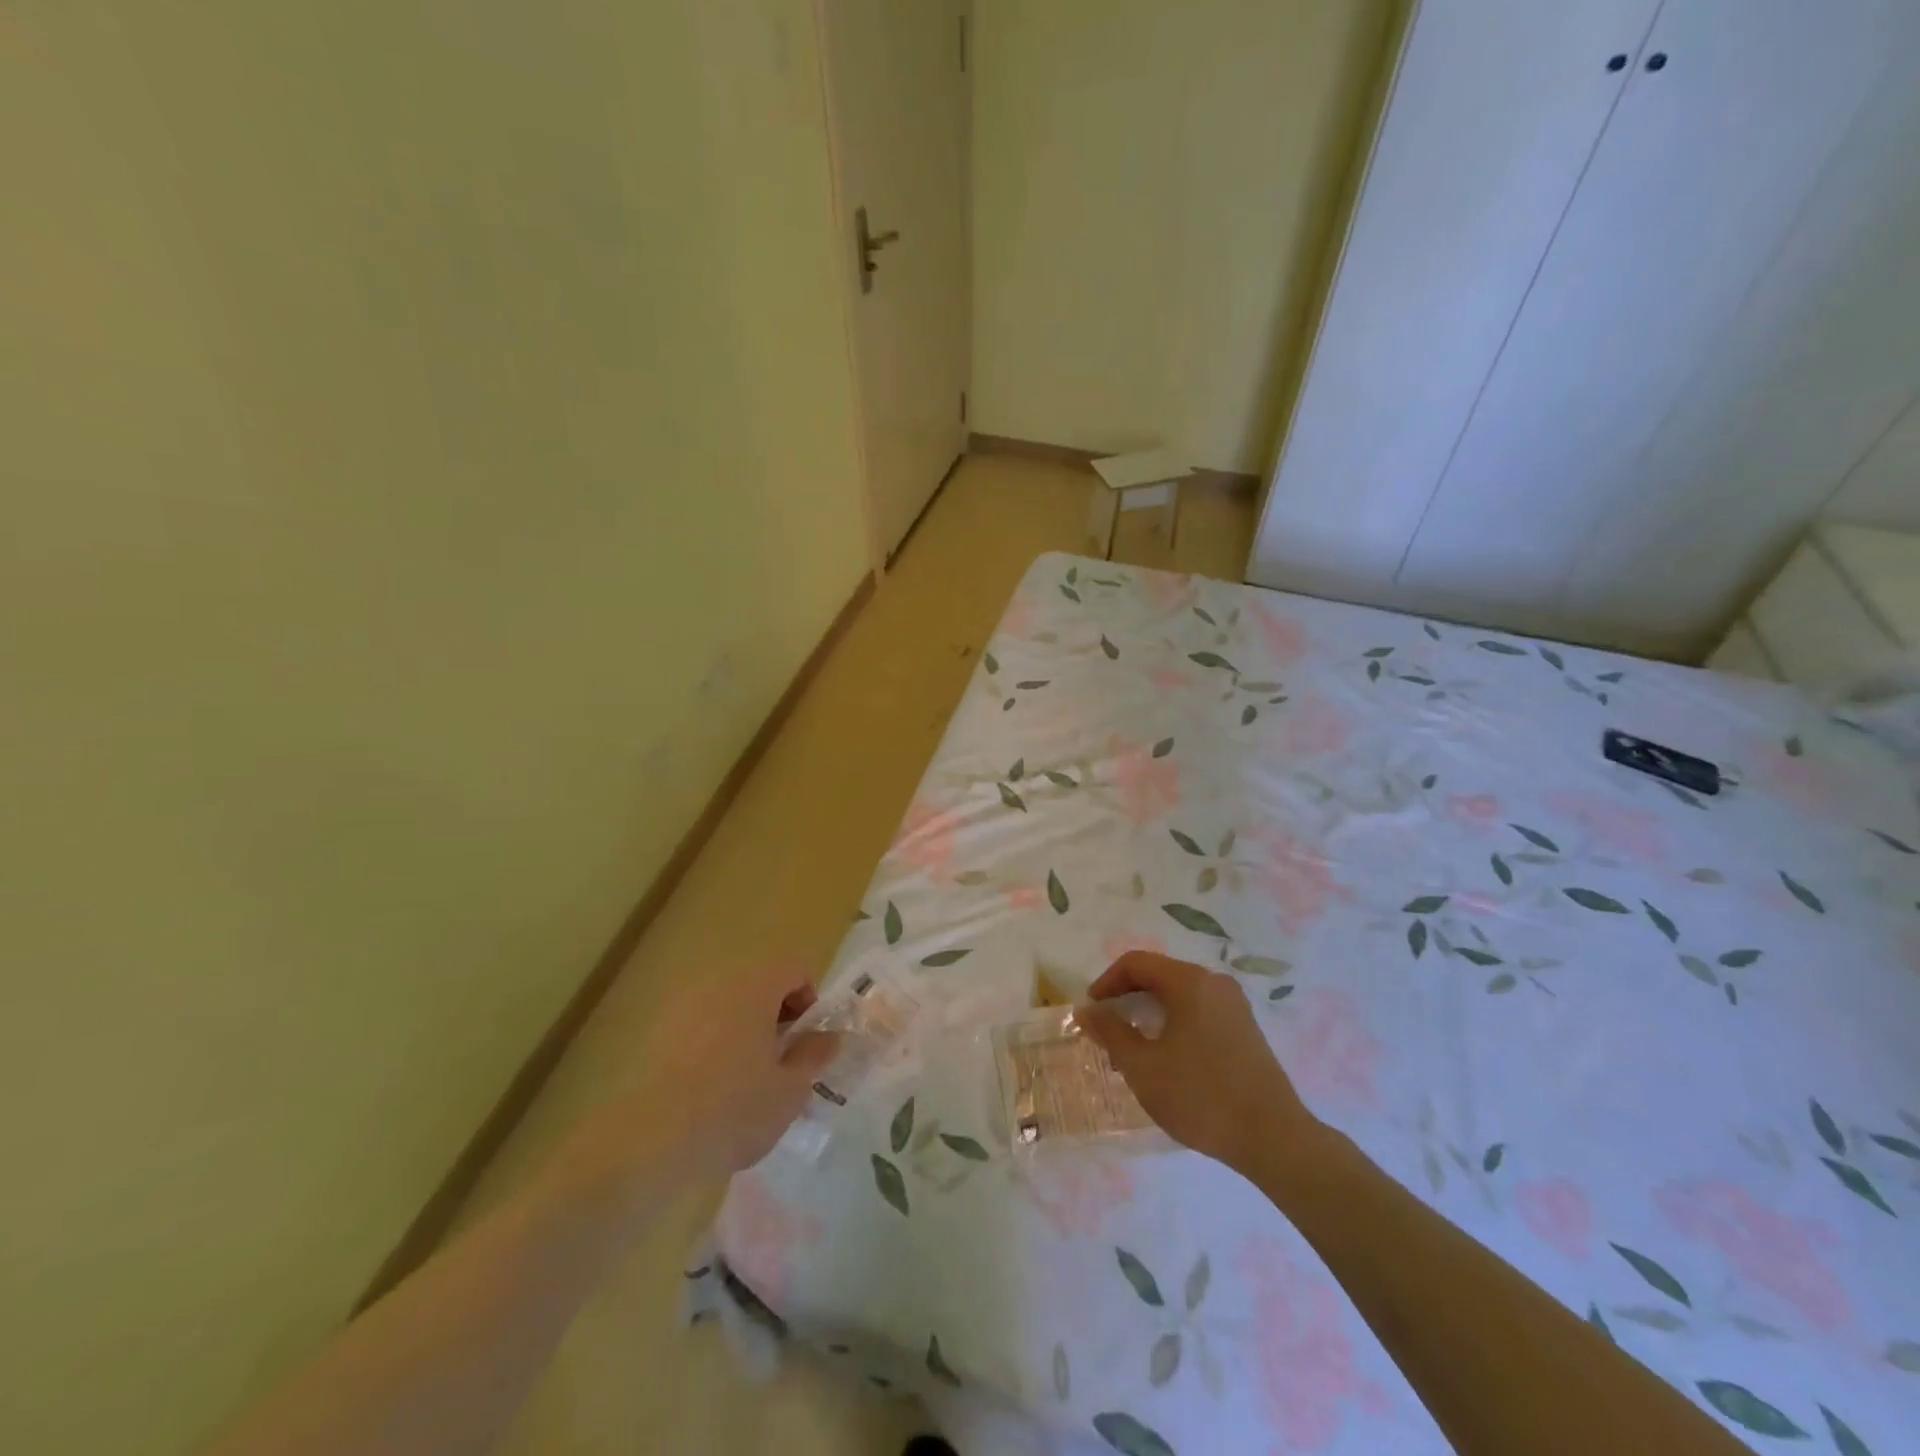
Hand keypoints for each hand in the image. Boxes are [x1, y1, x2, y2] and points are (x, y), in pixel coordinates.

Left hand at [578, 959, 839, 1184]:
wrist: (645, 1142)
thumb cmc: (732, 1108)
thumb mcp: (790, 1090)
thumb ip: (814, 1056)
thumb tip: (828, 1037)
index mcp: (756, 984)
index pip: (795, 968)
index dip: (810, 1000)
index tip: (808, 1041)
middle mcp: (718, 982)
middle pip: (759, 983)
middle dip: (776, 1016)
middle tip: (782, 1062)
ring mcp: (681, 1005)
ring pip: (727, 1005)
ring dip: (744, 1030)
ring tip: (747, 1080)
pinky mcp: (654, 1033)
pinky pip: (698, 1026)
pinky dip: (712, 1045)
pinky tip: (709, 1090)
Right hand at [1079, 952, 1318, 1175]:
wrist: (1274, 1138)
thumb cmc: (1201, 1096)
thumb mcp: (1143, 1067)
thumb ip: (1111, 1033)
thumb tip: (1087, 1011)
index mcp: (1189, 982)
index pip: (1136, 963)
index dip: (1107, 982)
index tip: (1091, 1011)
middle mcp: (1214, 983)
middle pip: (1159, 975)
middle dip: (1127, 998)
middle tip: (1109, 1031)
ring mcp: (1235, 1005)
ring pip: (1179, 995)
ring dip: (1150, 1013)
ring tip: (1134, 1049)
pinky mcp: (1246, 1029)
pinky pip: (1199, 1011)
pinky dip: (1175, 1023)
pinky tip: (1168, 1058)